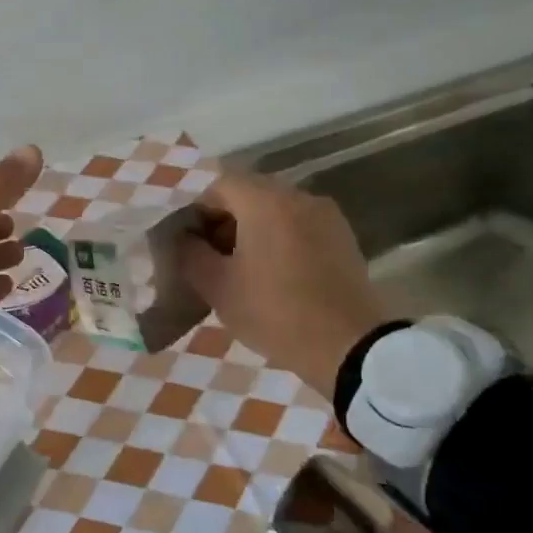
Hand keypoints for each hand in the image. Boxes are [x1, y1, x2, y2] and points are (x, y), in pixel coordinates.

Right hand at [179, 170, 388, 395]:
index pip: (220, 186)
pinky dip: (280, 238)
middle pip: (250, 193)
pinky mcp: (343, 237)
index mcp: (266, 202)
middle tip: (214, 258)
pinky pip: (300, 225)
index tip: (193, 245)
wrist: (348, 347)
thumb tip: (184, 239)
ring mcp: (326, 216)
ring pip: (276, 209)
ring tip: (244, 269)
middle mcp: (298, 197)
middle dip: (226, 220)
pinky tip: (276, 274)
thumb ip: (191, 254)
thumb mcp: (217, 287)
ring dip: (253, 229)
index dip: (199, 211)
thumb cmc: (274, 312)